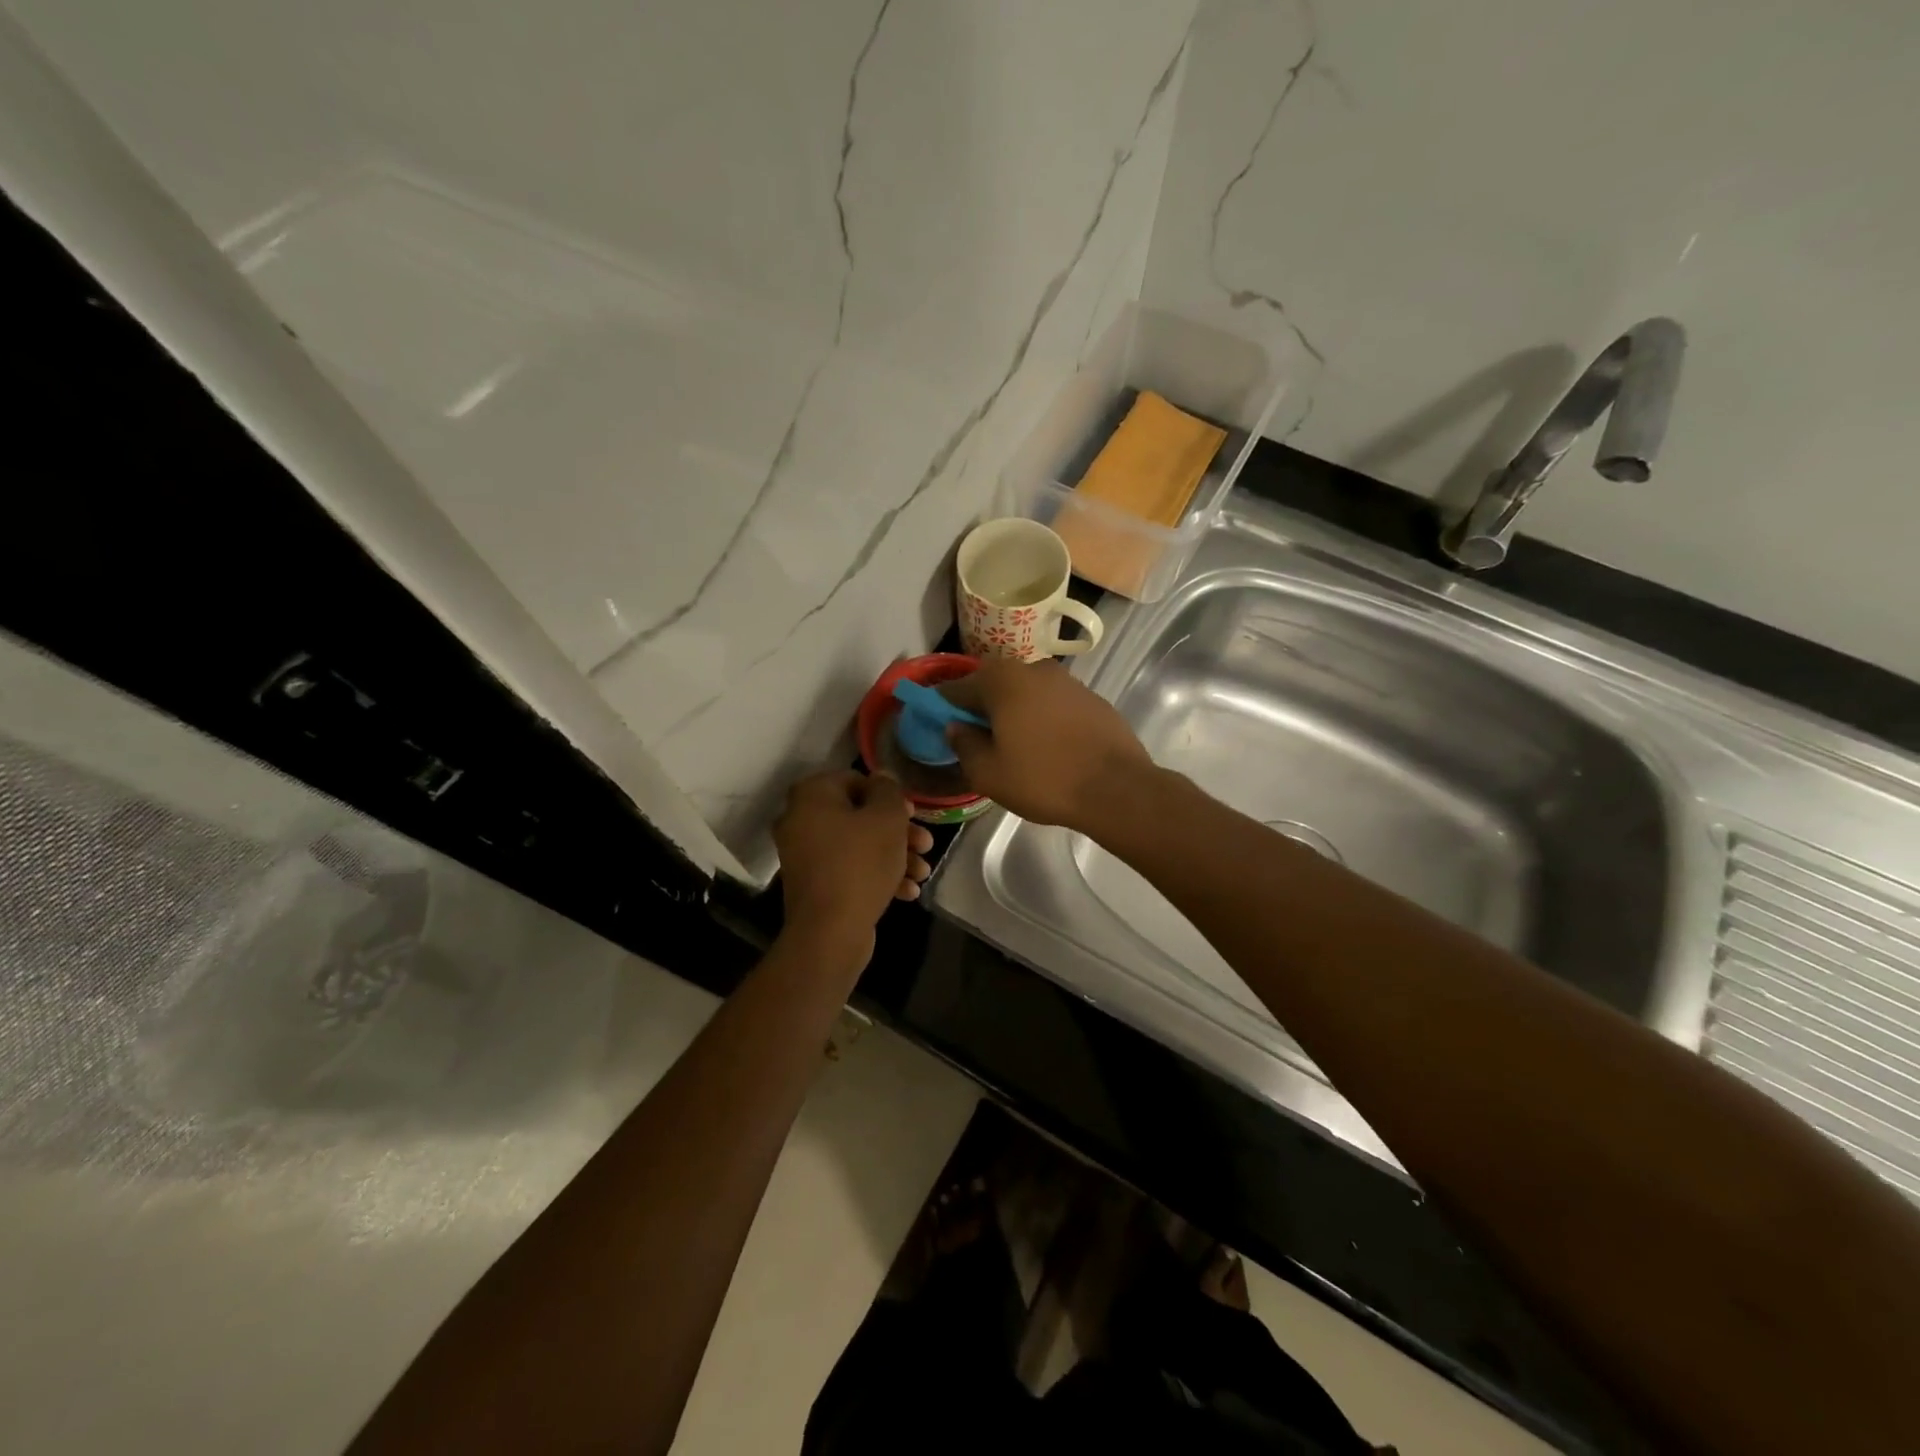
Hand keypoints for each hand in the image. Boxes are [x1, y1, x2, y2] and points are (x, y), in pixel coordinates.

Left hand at [773, 771, 934, 954]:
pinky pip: (849, 869)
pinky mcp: (814, 885)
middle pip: (859, 815)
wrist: (830, 932)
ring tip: (923, 873)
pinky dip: (877, 875)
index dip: (889, 795)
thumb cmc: (860, 864)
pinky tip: (907, 892)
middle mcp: (801, 820)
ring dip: (894, 855)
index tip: (912, 813)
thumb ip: (888, 790)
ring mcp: (805, 855)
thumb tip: (882, 778)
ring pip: (858, 845)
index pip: (856, 779)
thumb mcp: (887, 819)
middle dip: (898, 831)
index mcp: (812, 796)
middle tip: (925, 843)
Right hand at [943, 658, 1154, 832]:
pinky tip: (1046, 746)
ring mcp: (1066, 681)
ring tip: (1013, 746)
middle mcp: (1032, 668)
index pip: (956, 688)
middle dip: (980, 708)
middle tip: (976, 740)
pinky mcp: (1091, 698)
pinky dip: (1041, 717)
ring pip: (1025, 692)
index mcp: (1001, 680)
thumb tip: (956, 728)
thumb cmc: (1044, 779)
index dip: (942, 708)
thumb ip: (964, 745)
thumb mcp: (988, 773)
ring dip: (1013, 712)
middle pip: (992, 685)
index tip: (939, 727)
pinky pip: (1052, 703)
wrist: (1117, 788)